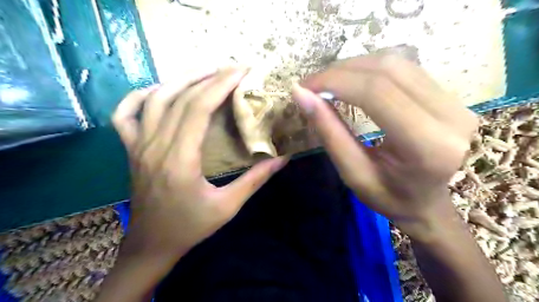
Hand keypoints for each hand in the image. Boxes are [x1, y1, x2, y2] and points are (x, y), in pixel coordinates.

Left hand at [112, 67, 287, 259]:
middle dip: (208, 77)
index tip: (241, 71)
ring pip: (155, 99)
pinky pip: (125, 115)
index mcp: (180, 160)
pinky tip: (159, 90)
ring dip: (181, 80)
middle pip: (180, 98)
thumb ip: (255, 180)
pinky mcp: (131, 150)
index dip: (220, 85)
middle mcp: (155, 146)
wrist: (152, 244)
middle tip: (232, 68)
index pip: (198, 108)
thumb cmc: (190, 227)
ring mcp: (138, 146)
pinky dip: (140, 96)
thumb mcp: (228, 206)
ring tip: (206, 72)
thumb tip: (282, 159)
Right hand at [293, 54, 476, 240]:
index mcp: (426, 145)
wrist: (431, 204)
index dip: (334, 81)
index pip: (376, 92)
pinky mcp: (450, 96)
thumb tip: (301, 94)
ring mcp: (456, 102)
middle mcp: (450, 115)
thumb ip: (329, 132)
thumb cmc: (391, 198)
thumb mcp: (353, 173)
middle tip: (312, 84)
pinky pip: (405, 69)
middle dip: (341, 71)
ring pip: (397, 62)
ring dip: (355, 67)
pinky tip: (353, 82)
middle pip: (387, 70)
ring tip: (328, 83)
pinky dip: (371, 70)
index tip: (304, 87)